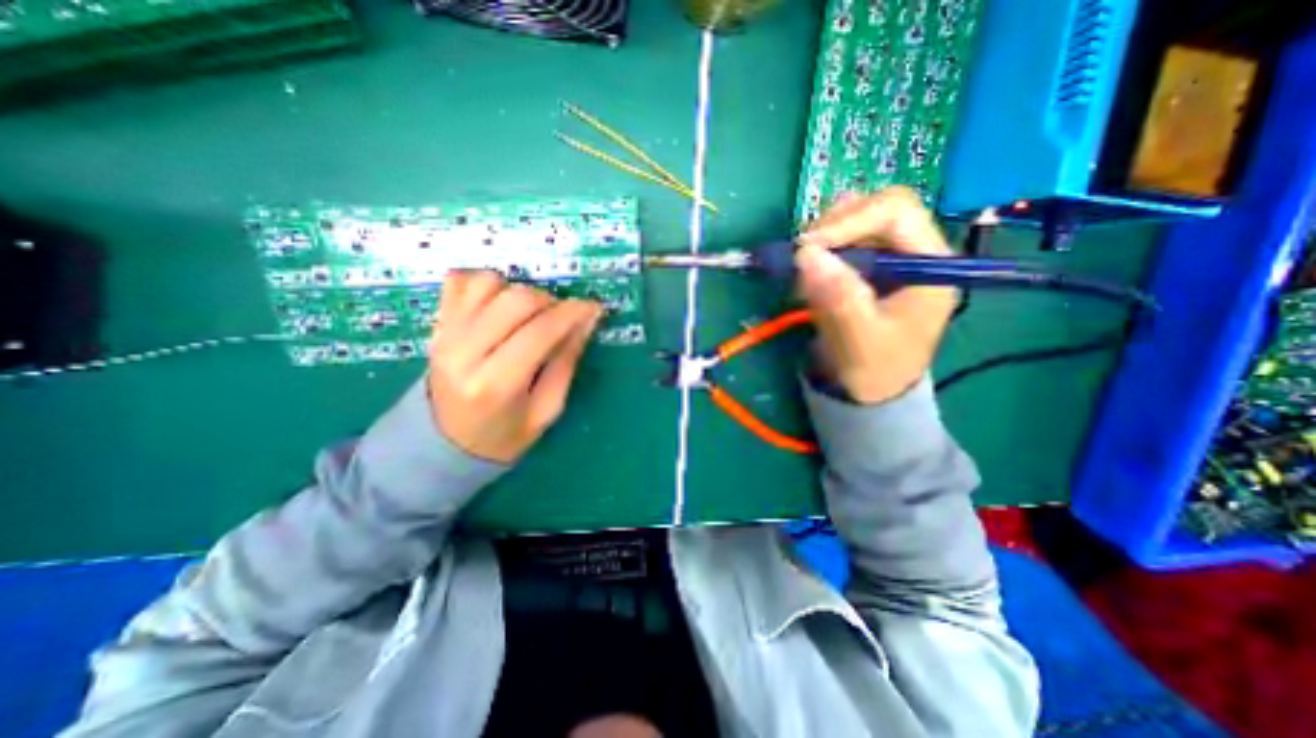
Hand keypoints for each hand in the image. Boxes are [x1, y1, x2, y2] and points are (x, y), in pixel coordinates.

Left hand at [428, 273, 599, 464]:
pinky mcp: (436, 324)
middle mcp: (464, 353)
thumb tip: (587, 319)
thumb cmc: (505, 434)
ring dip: (520, 293)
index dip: (573, 313)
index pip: (541, 331)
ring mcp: (444, 335)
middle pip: (516, 300)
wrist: (445, 443)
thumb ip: (566, 361)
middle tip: (561, 319)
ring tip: (529, 316)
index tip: (593, 308)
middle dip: (550, 302)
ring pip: (490, 283)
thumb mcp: (547, 409)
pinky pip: (460, 280)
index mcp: (496, 384)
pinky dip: (487, 284)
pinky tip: (500, 304)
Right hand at [789, 184, 957, 402]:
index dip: (850, 219)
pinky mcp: (866, 268)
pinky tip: (808, 277)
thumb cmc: (875, 370)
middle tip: (802, 255)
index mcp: (931, 265)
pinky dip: (818, 254)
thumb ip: (839, 297)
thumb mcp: (859, 339)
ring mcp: (888, 259)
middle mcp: (913, 252)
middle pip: (874, 210)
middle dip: (833, 227)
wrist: (871, 391)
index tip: (808, 246)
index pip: (896, 212)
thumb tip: (806, 254)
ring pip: (854, 223)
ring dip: (823, 240)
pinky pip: (840, 244)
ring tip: (804, 271)